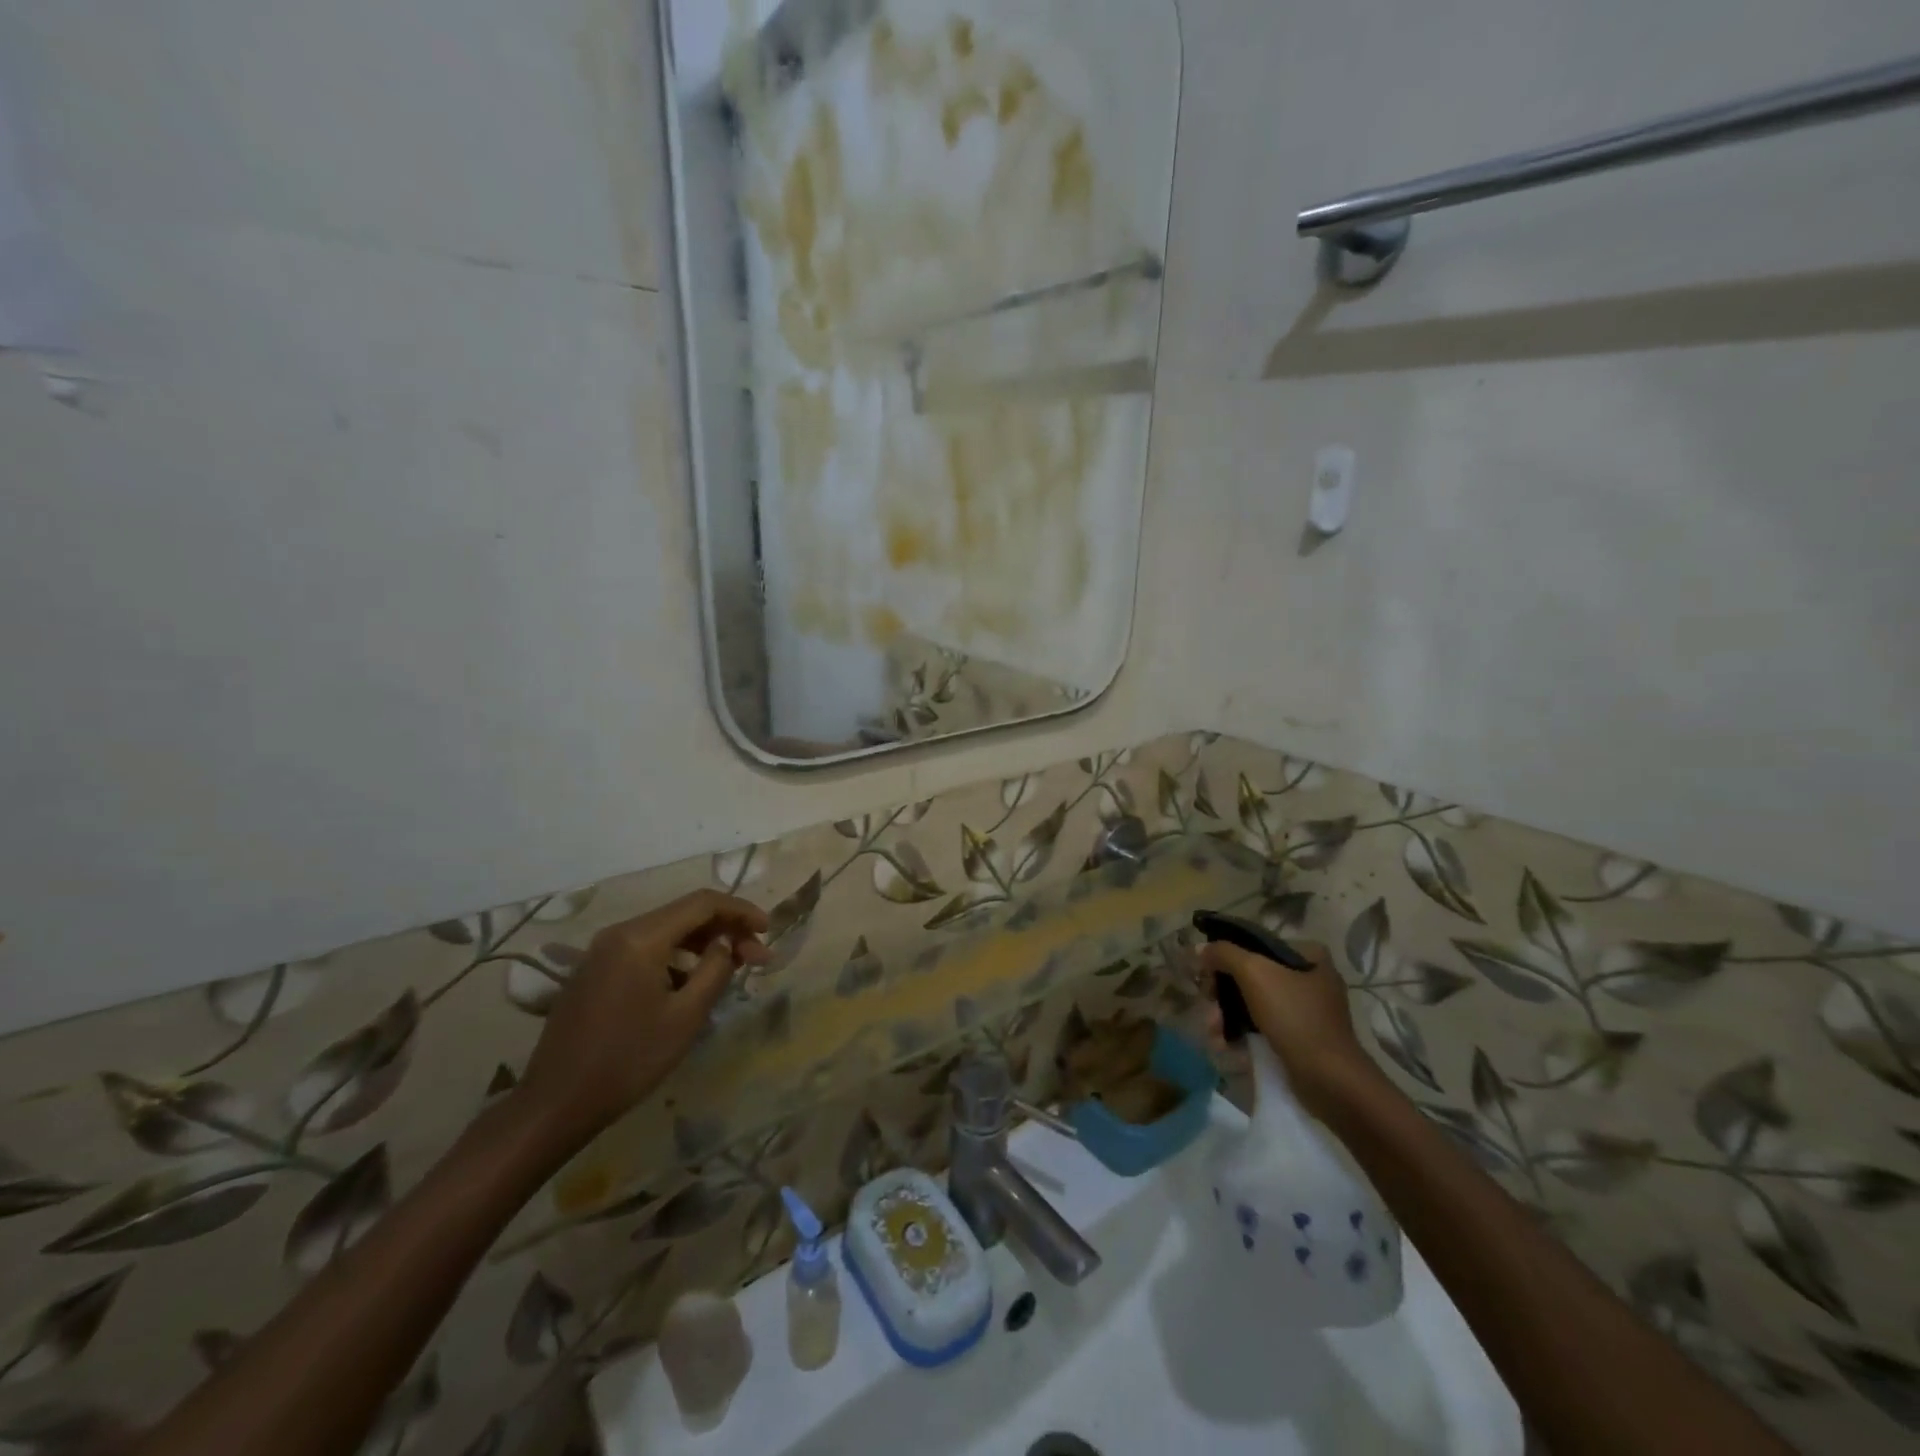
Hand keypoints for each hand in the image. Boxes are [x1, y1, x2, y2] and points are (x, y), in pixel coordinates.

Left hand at [519, 891, 769, 1143]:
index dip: (741, 911)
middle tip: (756, 958)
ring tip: (730, 970)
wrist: (555, 1104)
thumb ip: (715, 969)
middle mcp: (619, 933)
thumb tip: (726, 943)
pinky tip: (691, 984)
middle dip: (725, 929)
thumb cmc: (628, 1060)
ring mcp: (602, 951)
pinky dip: (676, 957)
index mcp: (641, 938)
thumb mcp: (686, 1016)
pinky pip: (645, 949)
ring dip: (702, 944)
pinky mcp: (594, 971)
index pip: (703, 903)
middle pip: (684, 914)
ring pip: (665, 931)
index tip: (768, 931)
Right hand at [1199, 939, 1380, 1118]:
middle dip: (1224, 990)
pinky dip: (1244, 1031)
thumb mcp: (1255, 974)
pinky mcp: (1302, 1037)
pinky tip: (1225, 1043)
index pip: (1257, 943)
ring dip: (1228, 1014)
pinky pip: (1264, 1025)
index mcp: (1309, 955)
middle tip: (1208, 1002)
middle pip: (1253, 973)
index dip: (1227, 954)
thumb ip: (1224, 953)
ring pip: (1255, 1001)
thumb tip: (1200, 948)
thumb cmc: (1294, 1017)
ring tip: (1212, 1030)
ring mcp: (1308, 1009)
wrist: (1329, 1079)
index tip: (1207, 971)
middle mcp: (1311, 977)